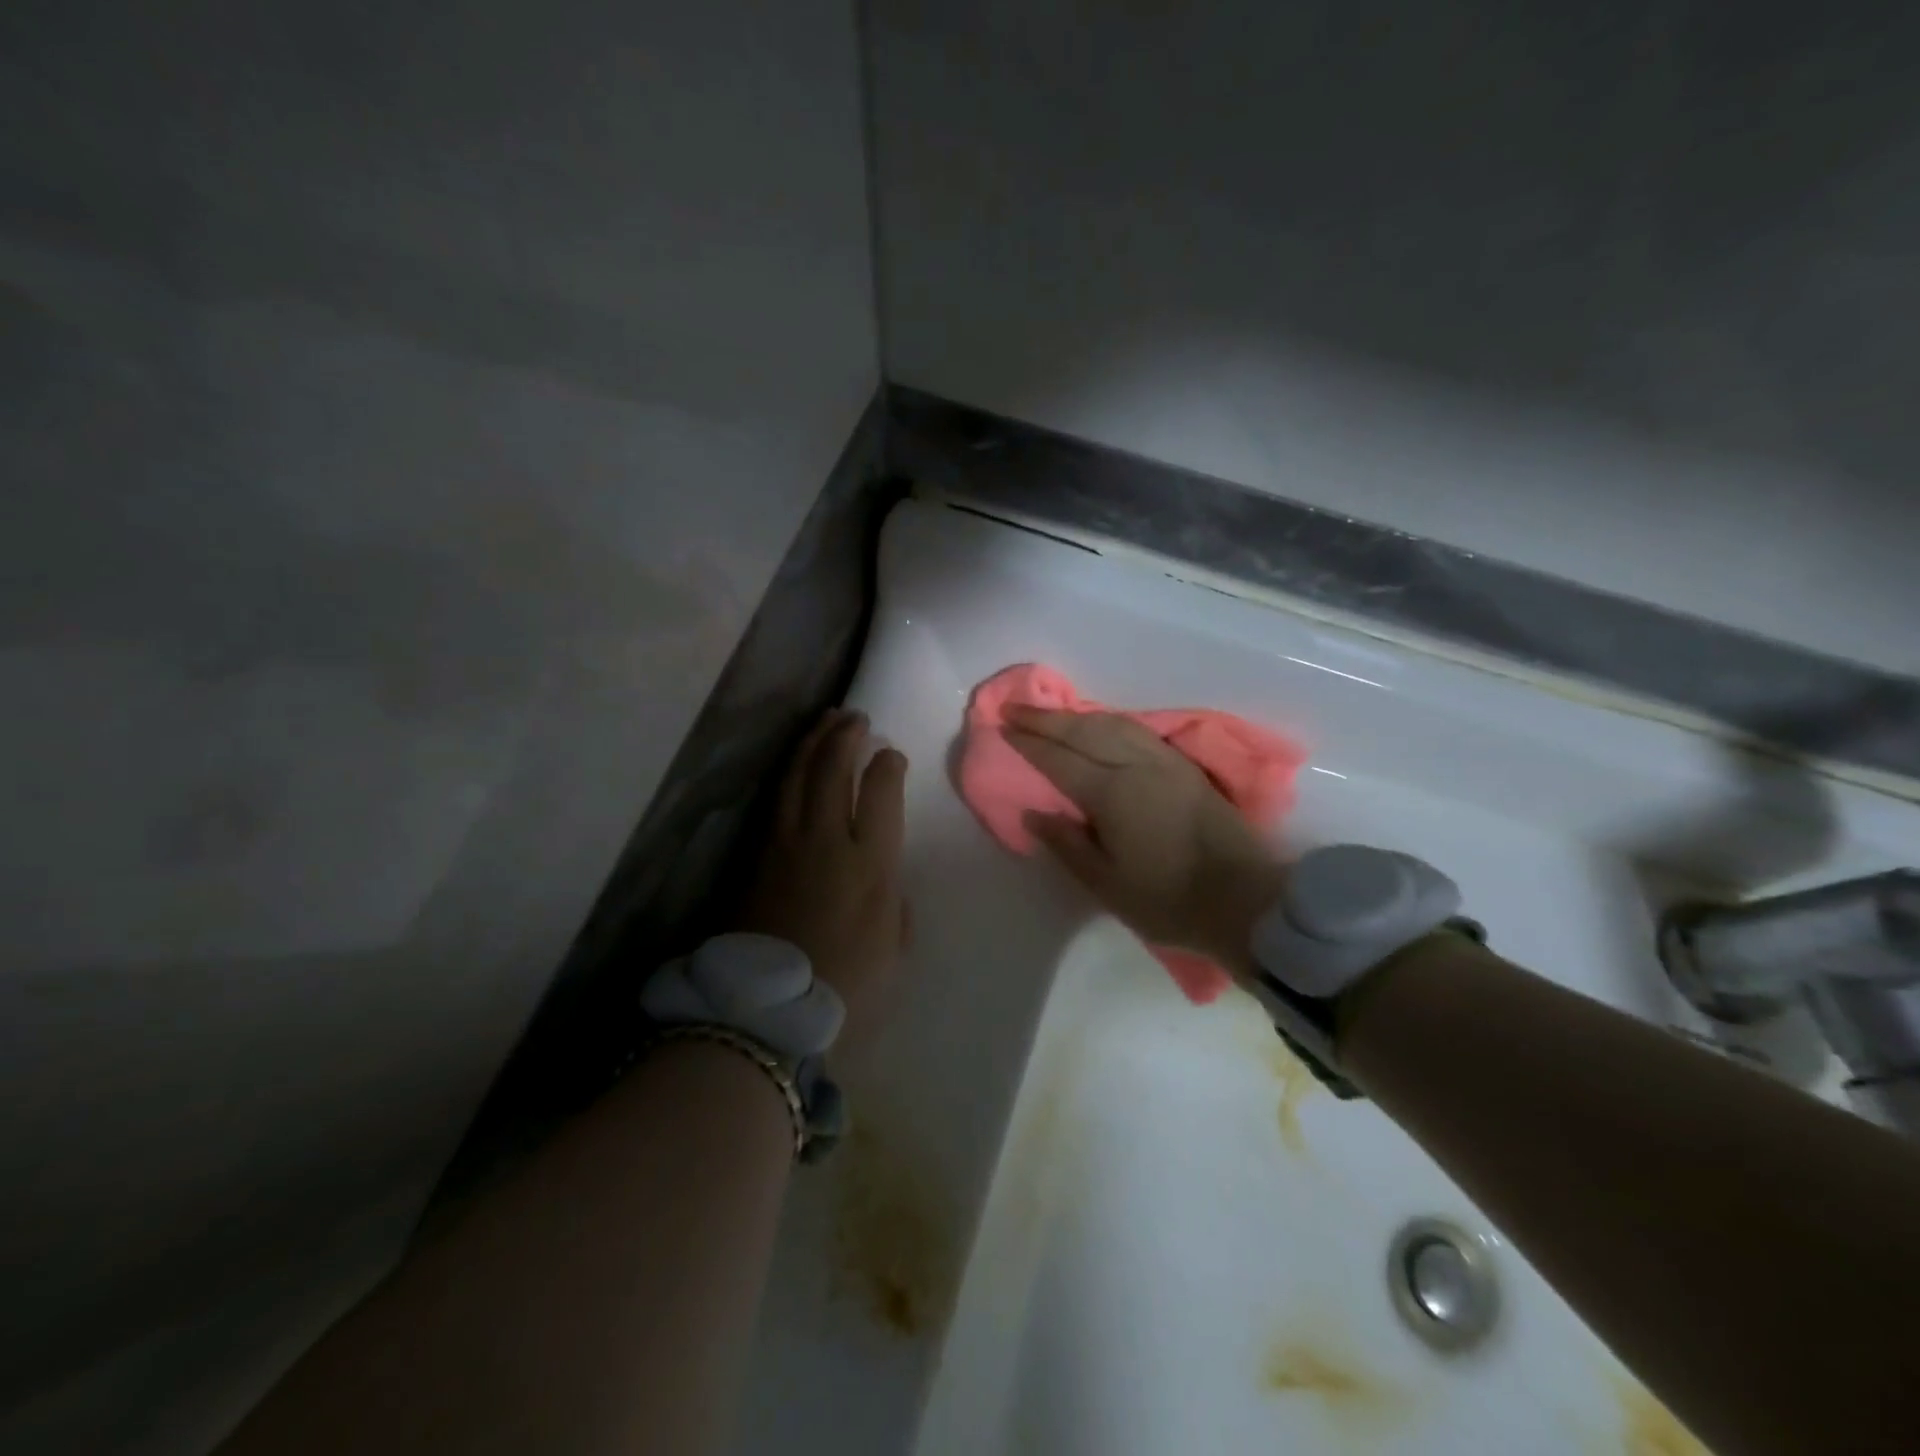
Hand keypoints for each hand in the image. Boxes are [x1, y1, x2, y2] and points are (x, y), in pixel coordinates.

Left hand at [740, 709, 909, 1051]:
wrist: (769, 1010)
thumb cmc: (846, 986)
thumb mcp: (892, 947)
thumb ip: (894, 903)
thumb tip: (885, 879)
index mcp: (871, 862)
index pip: (880, 791)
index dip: (887, 765)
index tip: (891, 755)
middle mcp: (828, 839)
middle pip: (834, 770)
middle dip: (847, 737)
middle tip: (856, 718)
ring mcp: (786, 843)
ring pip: (799, 775)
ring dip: (814, 743)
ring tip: (827, 722)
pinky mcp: (756, 854)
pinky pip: (775, 799)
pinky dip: (788, 771)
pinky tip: (795, 762)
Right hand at [1004, 706, 1285, 975]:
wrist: (1245, 900)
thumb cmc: (1168, 900)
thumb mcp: (1106, 884)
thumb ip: (1066, 844)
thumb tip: (1033, 812)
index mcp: (1112, 794)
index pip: (1059, 759)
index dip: (1028, 742)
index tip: (1002, 727)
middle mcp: (1136, 766)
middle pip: (1083, 731)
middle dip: (1046, 718)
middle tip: (1014, 709)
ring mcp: (1165, 762)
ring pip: (1113, 724)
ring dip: (1077, 715)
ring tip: (1051, 715)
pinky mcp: (1185, 767)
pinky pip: (1136, 730)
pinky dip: (1108, 722)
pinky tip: (1100, 727)